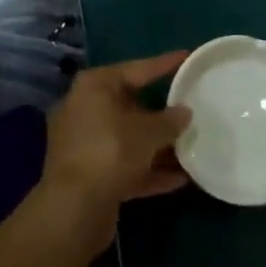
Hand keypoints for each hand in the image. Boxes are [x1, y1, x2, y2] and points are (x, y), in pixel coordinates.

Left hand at [41, 53, 192, 251]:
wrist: (73, 209)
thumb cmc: (110, 152)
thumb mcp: (147, 133)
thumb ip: (170, 121)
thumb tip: (184, 112)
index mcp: (94, 87)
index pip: (136, 69)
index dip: (163, 64)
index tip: (186, 57)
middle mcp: (85, 108)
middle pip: (130, 105)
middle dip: (161, 113)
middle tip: (190, 110)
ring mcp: (84, 143)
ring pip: (128, 138)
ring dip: (157, 146)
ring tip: (192, 146)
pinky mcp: (89, 174)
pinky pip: (124, 164)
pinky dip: (148, 169)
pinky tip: (180, 179)